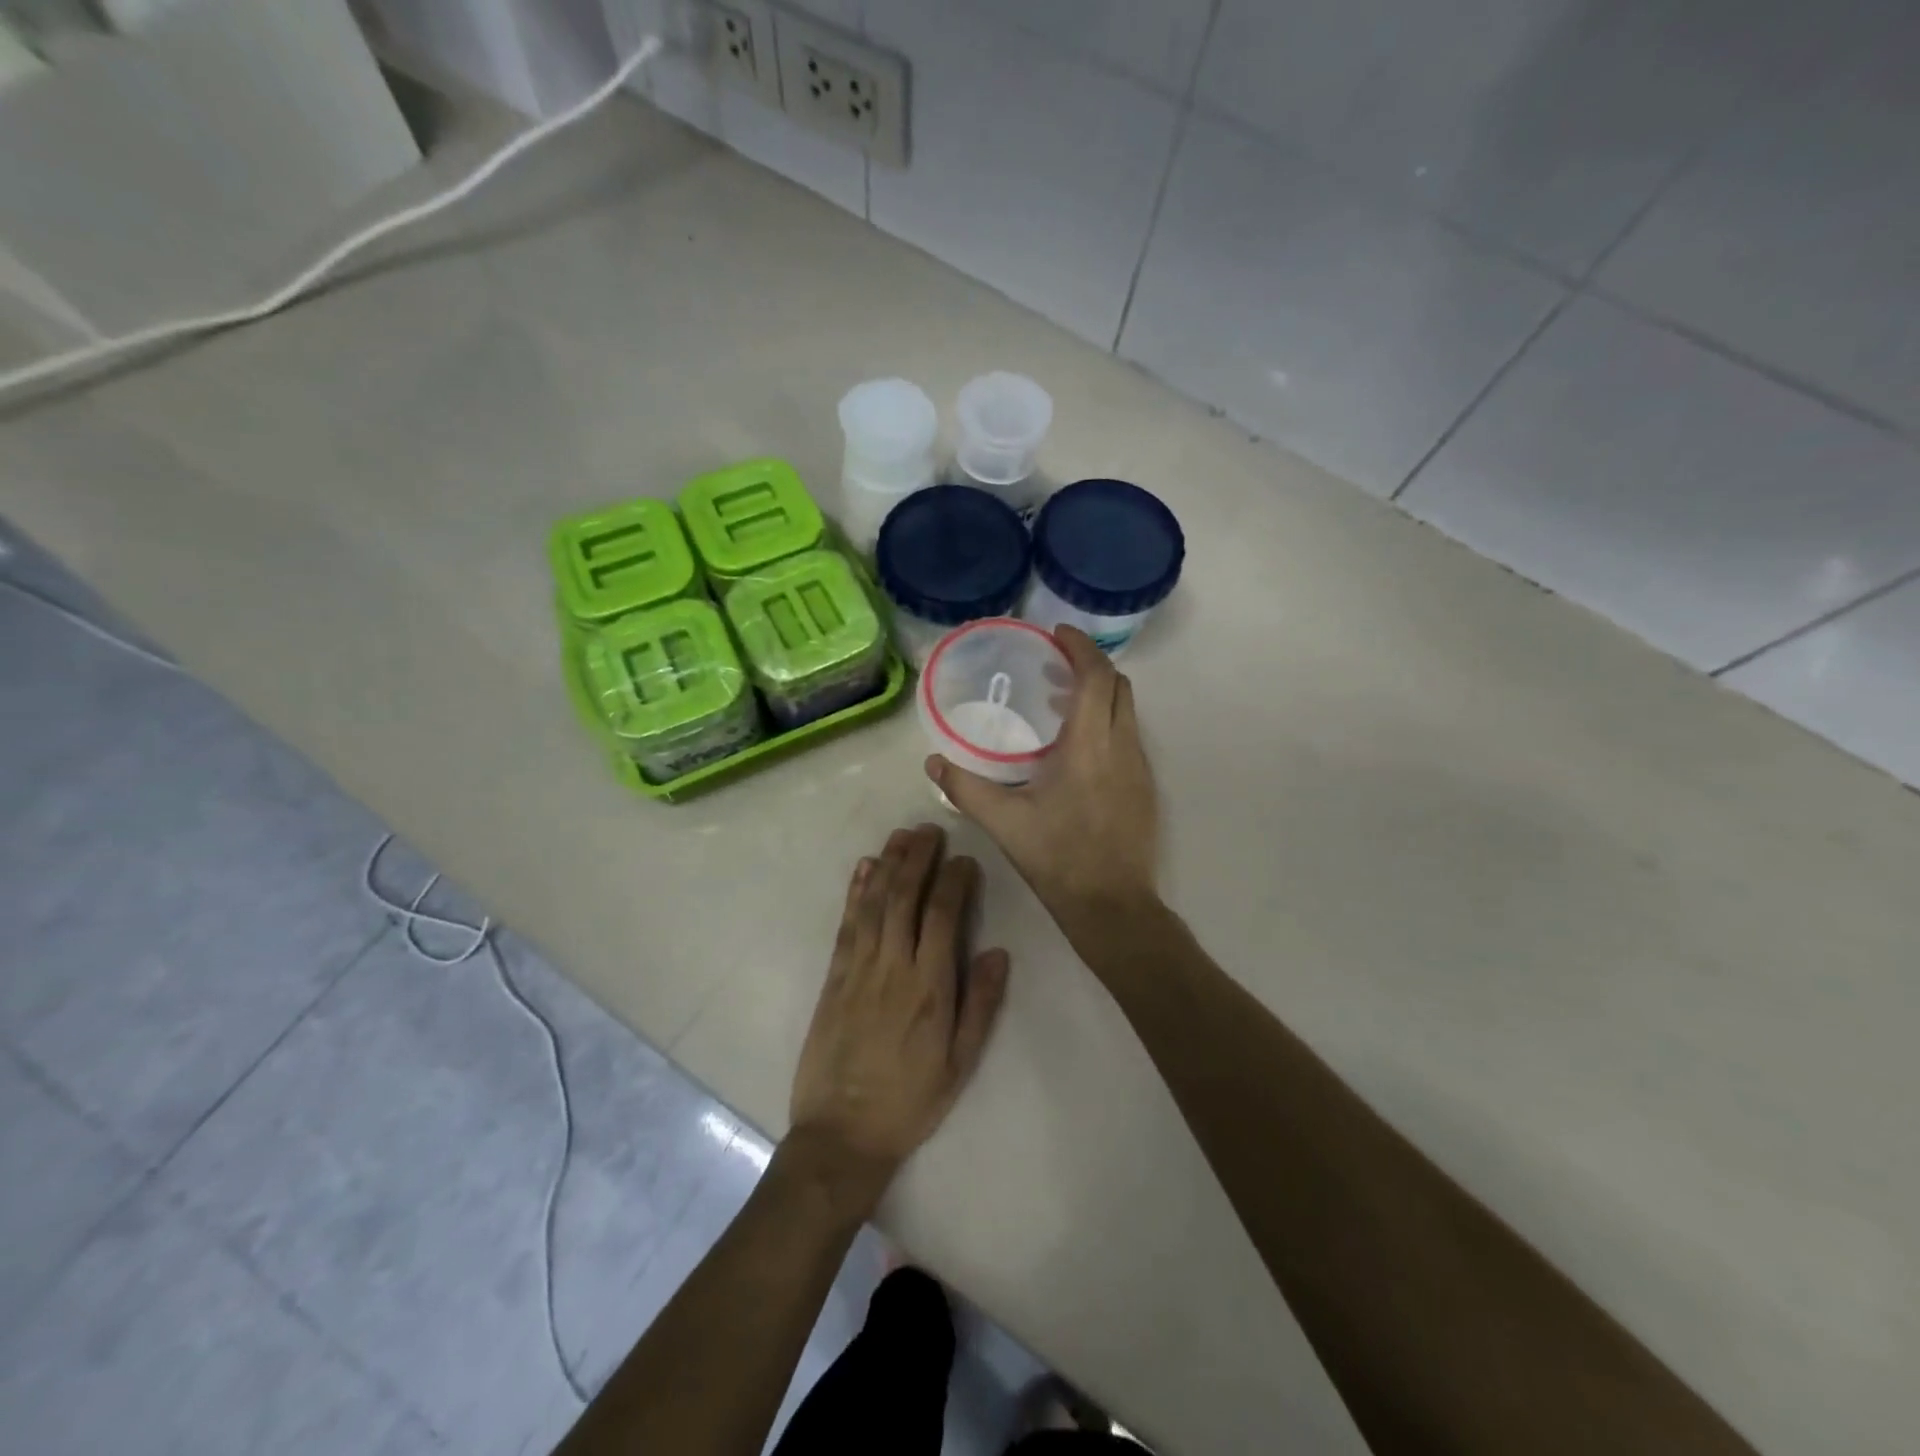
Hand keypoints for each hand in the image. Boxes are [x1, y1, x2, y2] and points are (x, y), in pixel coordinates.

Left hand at [788, 824, 1010, 1212]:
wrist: (842, 1133)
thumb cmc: (910, 1100)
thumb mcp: (960, 1062)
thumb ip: (980, 1004)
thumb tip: (998, 952)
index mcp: (929, 987)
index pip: (942, 916)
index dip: (954, 882)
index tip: (965, 860)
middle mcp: (892, 967)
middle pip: (904, 897)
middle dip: (918, 858)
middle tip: (930, 830)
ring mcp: (858, 969)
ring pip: (874, 903)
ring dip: (887, 864)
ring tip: (901, 835)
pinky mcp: (834, 977)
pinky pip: (846, 924)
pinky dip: (855, 892)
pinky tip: (863, 869)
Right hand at [926, 626, 1158, 921]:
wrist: (1113, 905)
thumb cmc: (1058, 858)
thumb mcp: (1005, 822)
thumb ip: (966, 789)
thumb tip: (932, 764)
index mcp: (1089, 745)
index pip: (1096, 676)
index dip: (1080, 647)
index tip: (1057, 634)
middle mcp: (1122, 746)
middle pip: (1118, 685)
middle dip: (1090, 665)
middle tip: (1053, 666)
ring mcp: (1140, 766)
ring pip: (1126, 710)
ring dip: (1099, 694)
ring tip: (1058, 702)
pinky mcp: (1145, 787)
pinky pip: (1129, 735)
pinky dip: (1106, 721)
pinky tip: (1077, 748)